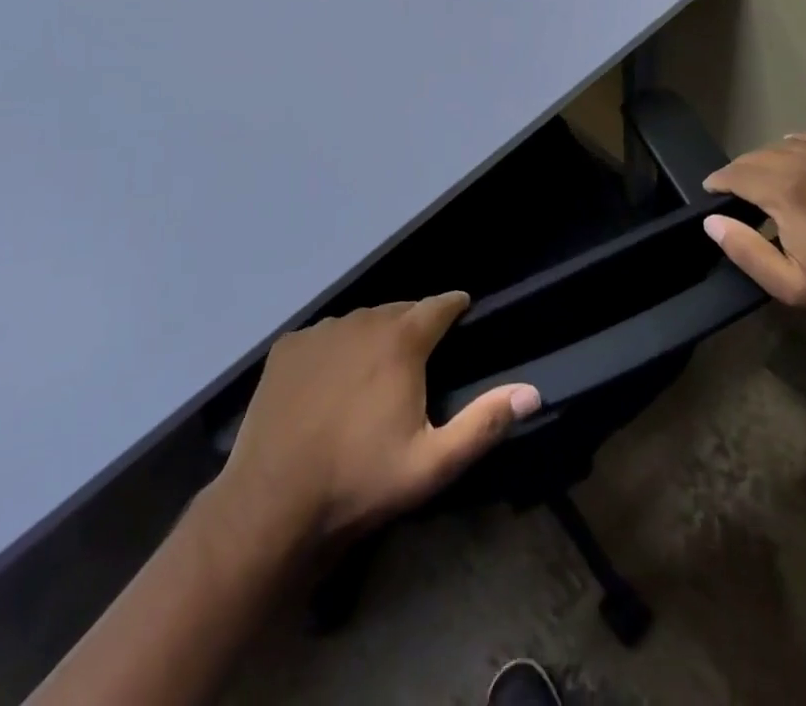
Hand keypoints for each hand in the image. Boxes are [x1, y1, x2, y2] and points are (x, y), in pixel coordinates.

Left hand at [216, 294, 539, 551]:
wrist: (273, 502)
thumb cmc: (360, 480)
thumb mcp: (433, 463)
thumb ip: (484, 423)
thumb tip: (532, 392)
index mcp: (402, 340)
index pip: (439, 304)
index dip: (454, 306)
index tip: (462, 310)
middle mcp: (363, 321)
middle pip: (399, 311)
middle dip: (414, 325)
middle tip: (419, 356)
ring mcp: (321, 330)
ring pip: (361, 321)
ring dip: (374, 336)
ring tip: (375, 370)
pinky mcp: (288, 346)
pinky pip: (324, 336)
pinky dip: (335, 349)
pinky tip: (330, 383)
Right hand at [702, 131, 805, 336]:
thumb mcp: (790, 287)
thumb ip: (746, 251)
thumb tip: (712, 221)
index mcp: (788, 194)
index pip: (738, 174)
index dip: (719, 181)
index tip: (711, 192)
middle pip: (759, 156)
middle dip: (740, 170)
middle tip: (734, 190)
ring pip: (787, 144)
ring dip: (768, 157)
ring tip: (764, 176)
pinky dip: (802, 141)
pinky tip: (799, 151)